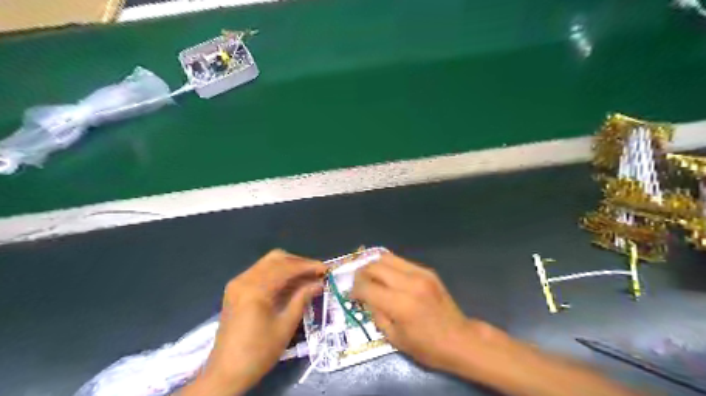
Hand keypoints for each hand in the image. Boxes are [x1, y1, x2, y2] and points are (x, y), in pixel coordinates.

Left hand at [182, 251, 323, 394]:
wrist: (226, 373)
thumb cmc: (259, 352)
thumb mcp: (285, 325)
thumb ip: (302, 299)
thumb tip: (319, 284)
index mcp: (255, 289)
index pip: (286, 267)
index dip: (308, 266)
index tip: (325, 269)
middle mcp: (244, 279)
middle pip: (276, 259)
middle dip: (299, 263)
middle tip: (316, 273)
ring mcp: (238, 283)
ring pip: (268, 263)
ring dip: (289, 267)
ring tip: (307, 277)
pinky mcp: (236, 289)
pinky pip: (260, 272)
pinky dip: (277, 274)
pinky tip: (290, 284)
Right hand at [350, 252, 497, 371]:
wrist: (460, 339)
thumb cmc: (427, 347)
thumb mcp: (395, 338)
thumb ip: (376, 314)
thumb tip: (366, 297)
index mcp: (400, 304)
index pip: (366, 287)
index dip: (354, 290)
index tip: (352, 295)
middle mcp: (409, 283)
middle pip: (374, 266)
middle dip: (361, 274)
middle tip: (358, 284)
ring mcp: (420, 273)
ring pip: (387, 257)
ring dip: (374, 266)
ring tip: (371, 277)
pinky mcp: (428, 271)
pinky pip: (401, 261)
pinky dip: (389, 267)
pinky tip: (389, 278)